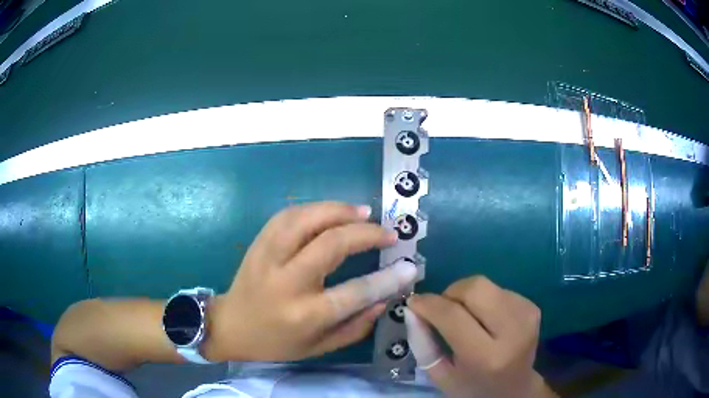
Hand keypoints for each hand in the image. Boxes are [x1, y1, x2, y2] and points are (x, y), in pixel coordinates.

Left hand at [204, 202, 417, 361]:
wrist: (231, 326)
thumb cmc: (276, 343)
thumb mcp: (319, 347)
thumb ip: (356, 327)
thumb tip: (385, 298)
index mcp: (304, 314)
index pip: (355, 292)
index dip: (388, 278)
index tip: (410, 266)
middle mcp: (286, 282)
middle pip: (331, 245)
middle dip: (366, 234)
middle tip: (389, 232)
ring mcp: (268, 258)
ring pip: (305, 220)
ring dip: (338, 211)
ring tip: (363, 212)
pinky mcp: (258, 244)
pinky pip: (286, 216)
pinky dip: (312, 208)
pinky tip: (330, 211)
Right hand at [404, 276, 555, 397]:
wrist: (515, 388)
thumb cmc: (473, 387)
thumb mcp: (441, 376)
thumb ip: (423, 345)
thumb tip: (413, 309)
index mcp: (486, 357)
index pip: (453, 316)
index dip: (429, 304)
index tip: (414, 301)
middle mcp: (512, 331)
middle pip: (475, 288)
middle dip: (451, 293)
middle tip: (442, 309)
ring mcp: (527, 315)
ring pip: (486, 285)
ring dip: (467, 296)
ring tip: (465, 317)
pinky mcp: (532, 307)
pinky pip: (498, 289)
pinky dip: (484, 299)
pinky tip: (485, 319)